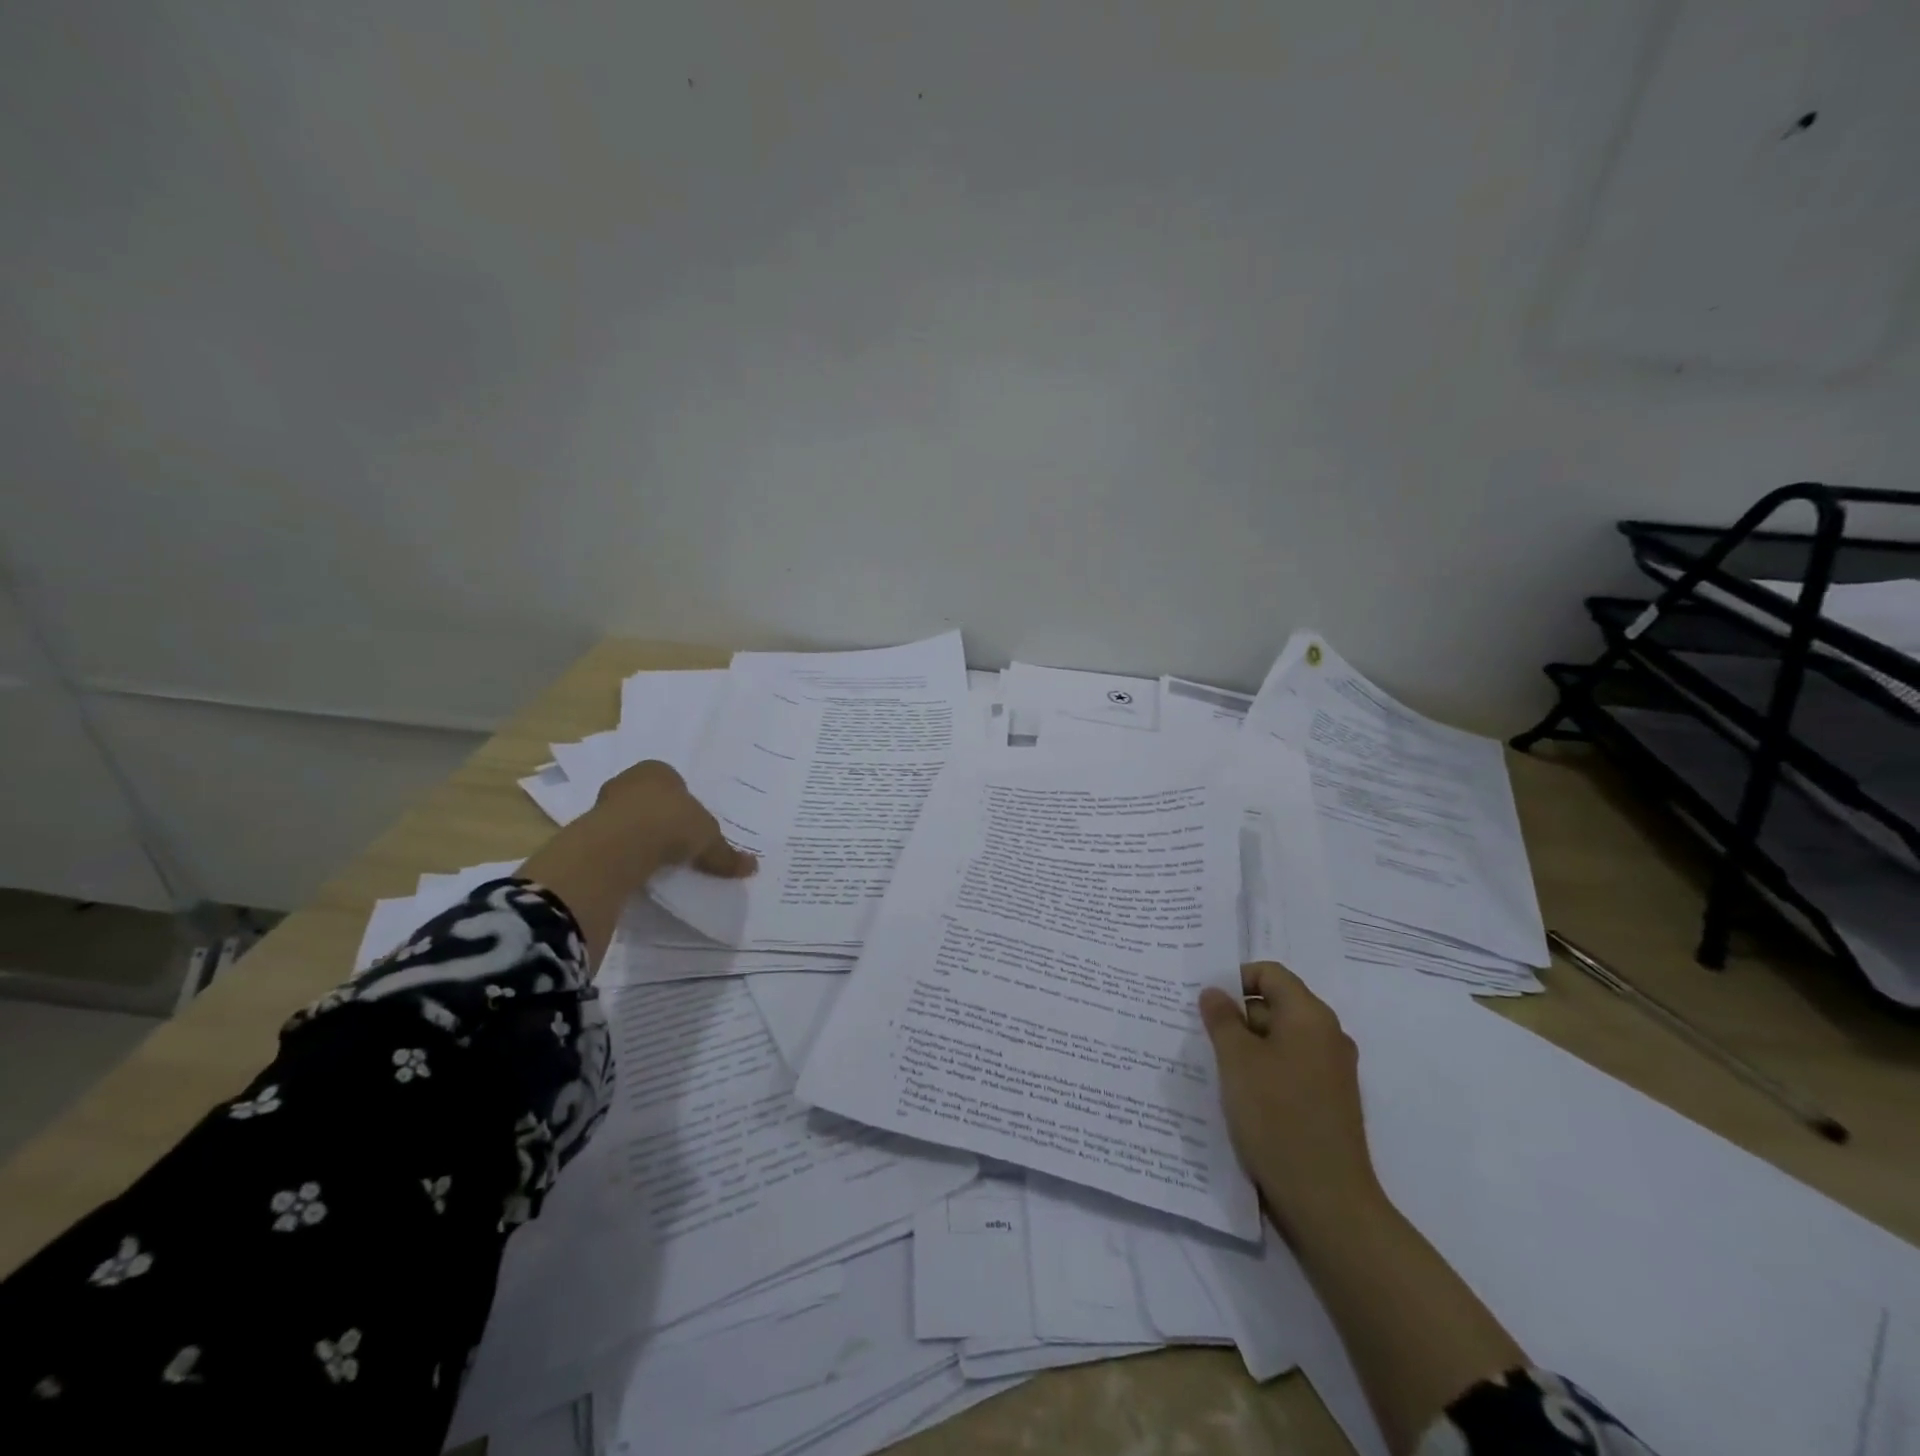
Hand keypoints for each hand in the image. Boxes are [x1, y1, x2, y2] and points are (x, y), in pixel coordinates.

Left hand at [589, 760, 756, 879]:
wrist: (622, 844)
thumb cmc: (672, 824)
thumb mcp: (709, 840)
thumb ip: (727, 854)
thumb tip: (753, 867)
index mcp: (659, 770)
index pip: (674, 782)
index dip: (684, 803)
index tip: (691, 826)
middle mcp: (630, 779)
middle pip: (649, 798)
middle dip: (660, 817)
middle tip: (676, 841)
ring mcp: (605, 803)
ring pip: (628, 817)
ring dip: (639, 835)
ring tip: (657, 859)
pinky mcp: (588, 829)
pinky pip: (614, 839)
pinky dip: (624, 851)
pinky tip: (637, 867)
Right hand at [1199, 961, 1384, 1237]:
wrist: (1326, 1200)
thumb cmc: (1277, 1116)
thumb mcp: (1236, 1060)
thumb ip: (1221, 1019)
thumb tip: (1214, 992)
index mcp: (1310, 1016)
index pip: (1270, 973)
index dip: (1235, 978)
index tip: (1205, 1002)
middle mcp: (1328, 1036)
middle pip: (1276, 1004)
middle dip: (1237, 1015)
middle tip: (1201, 1034)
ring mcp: (1333, 1071)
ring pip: (1281, 1039)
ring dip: (1248, 1045)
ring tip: (1215, 1066)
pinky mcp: (1329, 1101)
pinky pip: (1291, 1067)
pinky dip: (1264, 1070)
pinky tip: (1240, 1094)